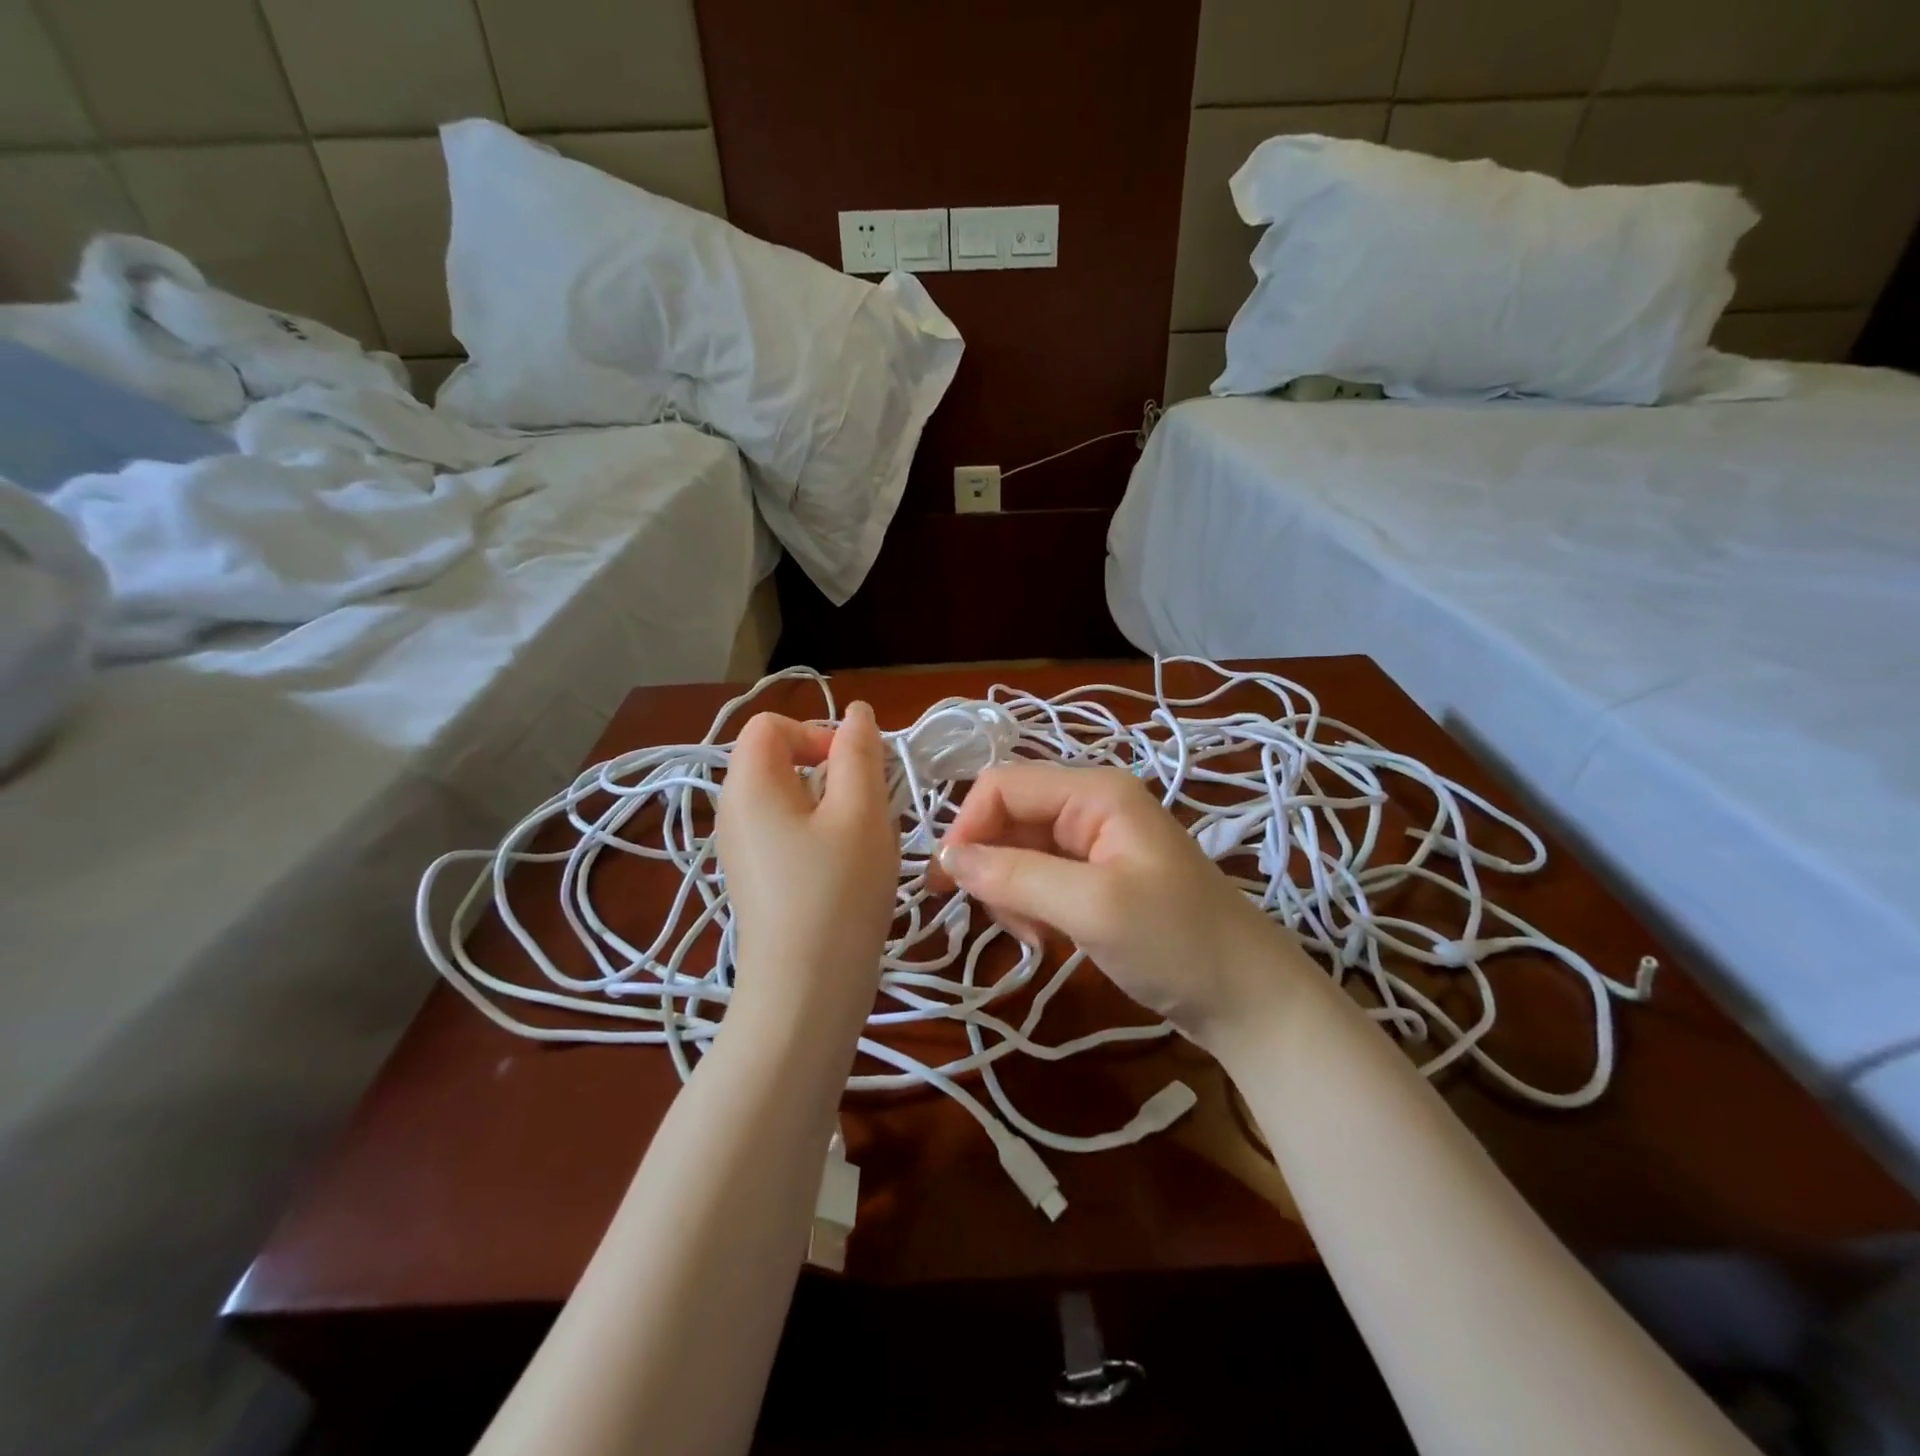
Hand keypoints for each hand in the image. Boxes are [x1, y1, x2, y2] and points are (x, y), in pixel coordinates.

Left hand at [716, 704, 899, 1035]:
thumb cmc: (837, 892)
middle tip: (867, 809)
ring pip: (789, 799)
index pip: (772, 725)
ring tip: (862, 843)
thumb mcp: (860, 812)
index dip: (817, 732)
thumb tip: (857, 714)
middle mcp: (732, 810)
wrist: (805, 993)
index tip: (854, 771)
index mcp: (748, 784)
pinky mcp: (755, 879)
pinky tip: (846, 871)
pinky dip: (819, 836)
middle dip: (830, 771)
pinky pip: (786, 833)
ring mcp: (740, 848)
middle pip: (779, 760)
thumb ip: (860, 753)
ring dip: (832, 806)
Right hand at [932, 763, 1314, 1048]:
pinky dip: (1030, 907)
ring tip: (1033, 937)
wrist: (1249, 1000)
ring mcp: (1096, 843)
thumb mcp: (1092, 907)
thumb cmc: (1177, 943)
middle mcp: (1091, 805)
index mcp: (1094, 791)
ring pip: (1019, 850)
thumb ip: (1015, 875)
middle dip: (991, 865)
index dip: (968, 828)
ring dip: (1010, 892)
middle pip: (1009, 817)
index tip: (950, 885)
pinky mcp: (1098, 877)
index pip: (1002, 786)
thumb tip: (945, 856)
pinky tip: (1046, 939)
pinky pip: (1041, 878)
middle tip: (999, 921)